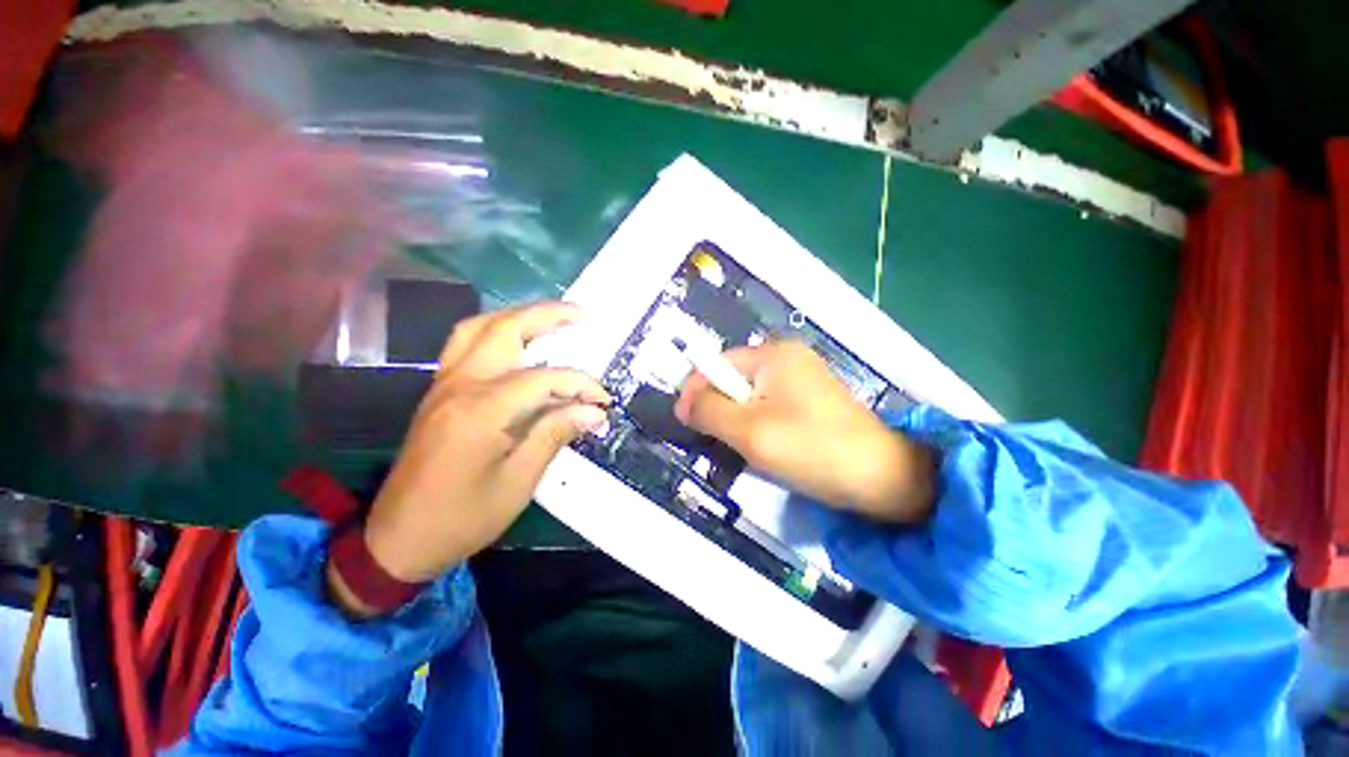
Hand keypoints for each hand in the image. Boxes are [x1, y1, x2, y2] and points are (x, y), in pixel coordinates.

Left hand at [329, 302, 608, 615]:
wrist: (397, 540)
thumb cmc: (463, 517)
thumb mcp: (519, 481)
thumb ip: (554, 435)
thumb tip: (593, 412)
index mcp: (481, 410)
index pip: (543, 379)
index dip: (580, 385)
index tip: (603, 401)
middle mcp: (459, 385)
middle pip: (505, 329)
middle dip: (547, 315)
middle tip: (582, 313)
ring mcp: (443, 385)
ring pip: (478, 328)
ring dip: (517, 316)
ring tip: (550, 318)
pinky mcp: (438, 393)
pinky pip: (464, 344)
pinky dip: (495, 331)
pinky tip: (516, 343)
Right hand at [674, 341, 935, 523]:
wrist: (885, 478)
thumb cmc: (813, 449)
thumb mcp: (749, 432)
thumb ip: (708, 412)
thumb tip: (683, 403)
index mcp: (773, 354)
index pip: (716, 363)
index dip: (696, 391)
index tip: (687, 424)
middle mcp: (787, 358)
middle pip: (733, 379)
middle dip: (720, 410)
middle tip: (720, 443)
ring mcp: (802, 379)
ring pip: (749, 396)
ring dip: (738, 422)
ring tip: (746, 449)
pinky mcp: (810, 400)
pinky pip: (769, 407)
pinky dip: (759, 426)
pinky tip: (768, 448)